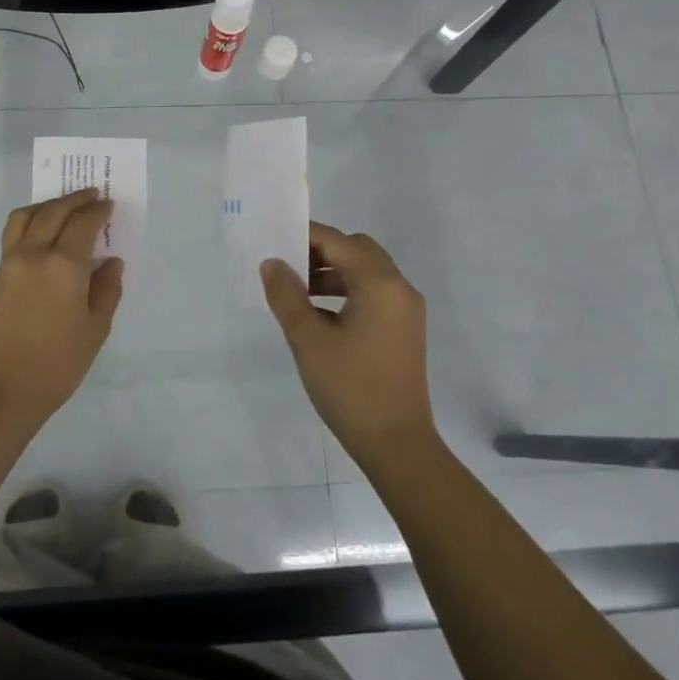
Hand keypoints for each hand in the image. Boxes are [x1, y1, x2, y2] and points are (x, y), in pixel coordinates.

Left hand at [0, 188, 124, 421]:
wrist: (5, 389)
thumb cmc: (59, 363)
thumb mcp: (96, 328)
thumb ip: (106, 289)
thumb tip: (110, 262)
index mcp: (64, 265)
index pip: (83, 223)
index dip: (98, 211)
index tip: (109, 205)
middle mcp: (34, 253)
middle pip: (54, 211)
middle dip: (75, 200)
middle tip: (92, 195)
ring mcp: (11, 261)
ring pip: (27, 215)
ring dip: (48, 205)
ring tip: (64, 207)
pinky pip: (13, 232)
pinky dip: (31, 220)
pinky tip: (43, 230)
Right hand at [260, 222, 433, 466]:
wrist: (396, 443)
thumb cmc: (350, 387)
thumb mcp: (308, 339)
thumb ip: (286, 295)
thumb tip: (273, 263)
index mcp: (379, 283)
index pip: (337, 241)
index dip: (304, 235)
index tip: (273, 240)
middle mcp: (399, 288)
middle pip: (357, 250)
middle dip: (320, 251)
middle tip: (287, 266)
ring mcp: (405, 311)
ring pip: (366, 272)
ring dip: (332, 272)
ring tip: (297, 292)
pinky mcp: (404, 330)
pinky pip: (373, 294)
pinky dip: (346, 291)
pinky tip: (319, 315)